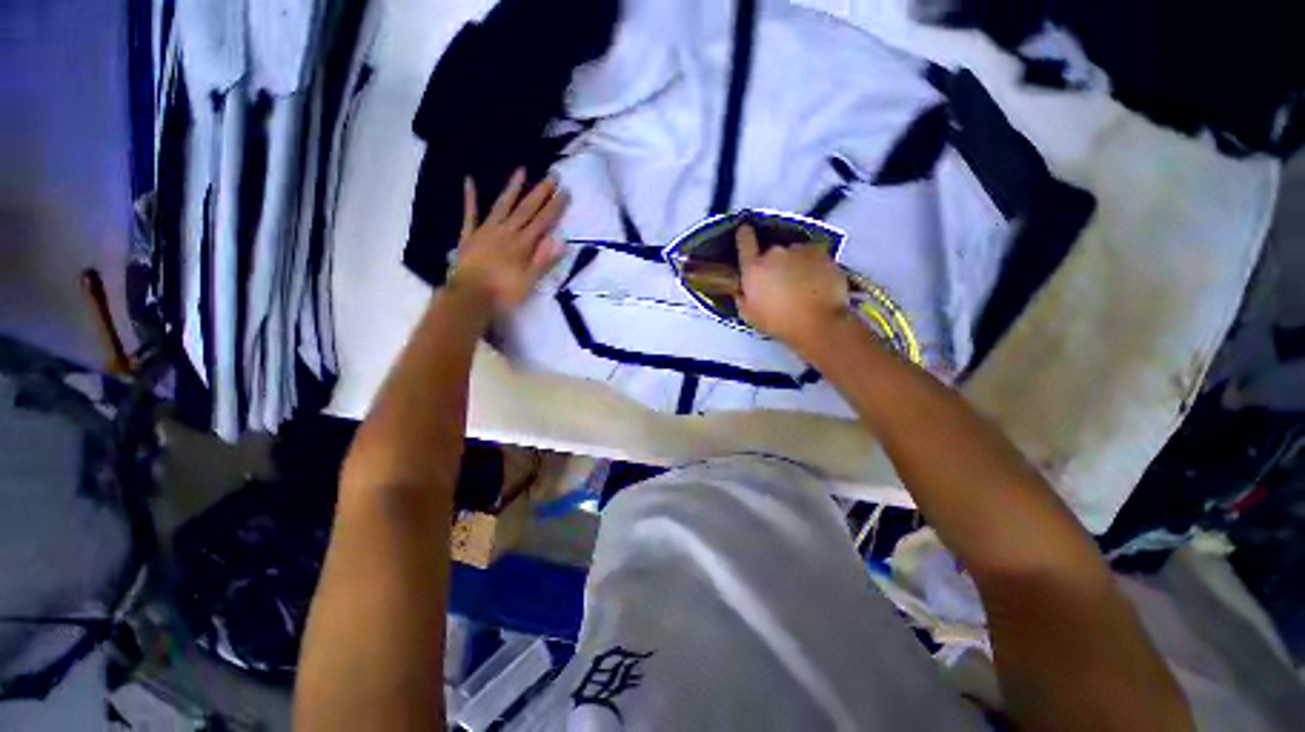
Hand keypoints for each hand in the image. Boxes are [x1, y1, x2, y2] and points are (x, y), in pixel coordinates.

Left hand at [449, 169, 568, 313]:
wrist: (470, 296)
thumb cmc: (504, 292)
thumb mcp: (530, 280)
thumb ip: (544, 260)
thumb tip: (560, 240)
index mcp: (523, 244)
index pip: (543, 221)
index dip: (555, 207)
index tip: (565, 192)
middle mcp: (507, 232)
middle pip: (526, 209)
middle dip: (540, 192)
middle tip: (552, 175)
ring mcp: (486, 230)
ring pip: (502, 205)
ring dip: (512, 188)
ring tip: (521, 170)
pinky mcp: (470, 235)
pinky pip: (470, 213)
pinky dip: (470, 197)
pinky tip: (468, 179)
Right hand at [735, 224, 850, 352]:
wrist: (819, 323)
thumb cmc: (780, 322)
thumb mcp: (750, 315)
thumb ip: (742, 296)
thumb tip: (741, 289)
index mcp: (754, 268)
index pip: (744, 240)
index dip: (744, 236)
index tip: (745, 233)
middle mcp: (775, 253)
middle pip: (771, 251)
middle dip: (774, 263)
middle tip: (779, 283)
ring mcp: (800, 251)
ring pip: (793, 253)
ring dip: (794, 264)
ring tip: (800, 285)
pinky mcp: (823, 253)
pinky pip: (813, 256)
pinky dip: (812, 266)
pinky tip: (815, 283)